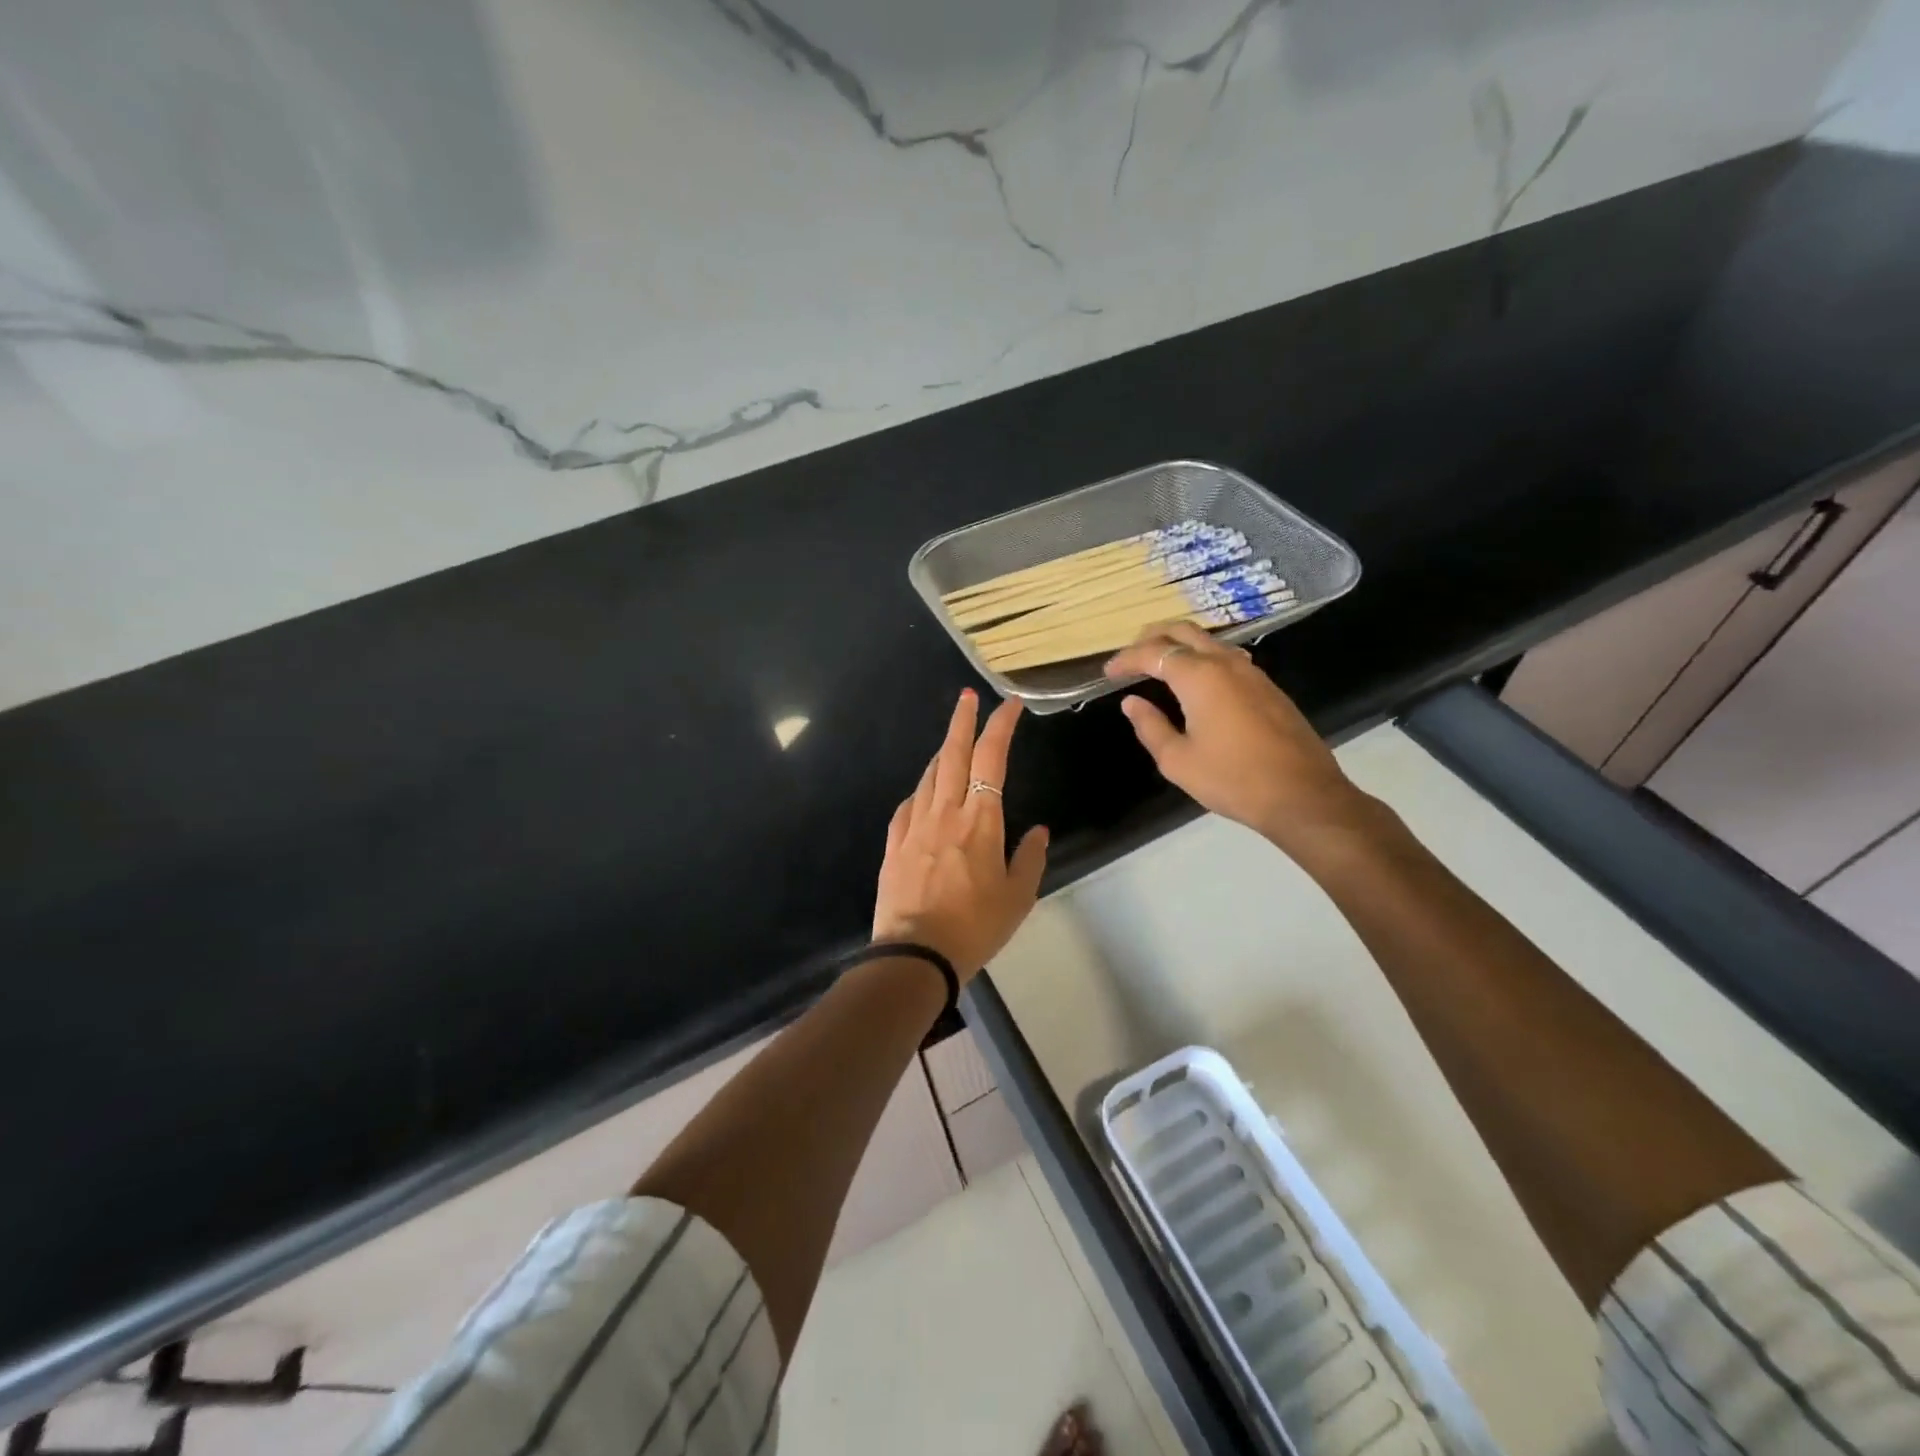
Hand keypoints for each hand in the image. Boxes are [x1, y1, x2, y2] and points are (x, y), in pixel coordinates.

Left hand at [872, 689, 1048, 979]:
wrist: (915, 955)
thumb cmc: (975, 926)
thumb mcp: (1017, 897)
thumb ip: (1029, 858)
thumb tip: (1038, 831)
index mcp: (980, 820)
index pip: (991, 759)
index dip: (1000, 726)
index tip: (1010, 705)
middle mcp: (945, 812)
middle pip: (953, 753)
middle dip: (962, 720)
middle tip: (968, 696)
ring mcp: (914, 825)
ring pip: (929, 776)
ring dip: (943, 753)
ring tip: (952, 743)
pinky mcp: (894, 843)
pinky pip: (908, 805)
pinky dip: (921, 790)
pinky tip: (924, 793)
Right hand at [1104, 622, 1374, 859]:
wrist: (1302, 795)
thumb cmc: (1232, 779)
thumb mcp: (1177, 760)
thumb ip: (1150, 726)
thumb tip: (1132, 703)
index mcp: (1199, 677)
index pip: (1153, 654)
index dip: (1126, 660)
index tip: (1108, 674)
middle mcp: (1225, 663)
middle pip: (1183, 631)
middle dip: (1152, 638)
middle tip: (1131, 655)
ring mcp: (1252, 672)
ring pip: (1209, 641)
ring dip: (1180, 645)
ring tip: (1160, 664)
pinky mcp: (1268, 687)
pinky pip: (1227, 657)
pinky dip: (1203, 658)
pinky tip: (1197, 681)